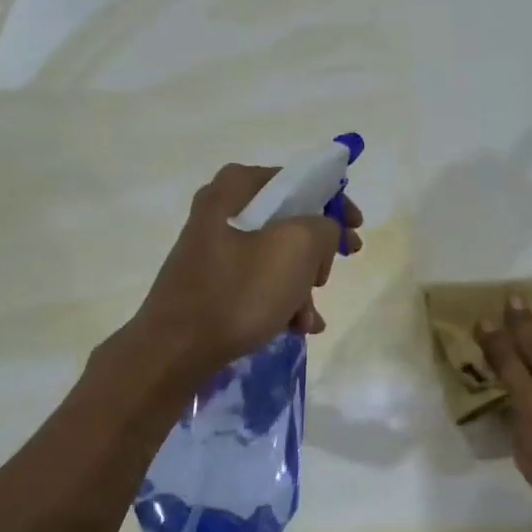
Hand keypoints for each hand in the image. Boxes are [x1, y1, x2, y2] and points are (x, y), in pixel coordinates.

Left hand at [133, 164, 363, 376]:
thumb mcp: (297, 247)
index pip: (299, 180)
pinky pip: (258, 281)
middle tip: (330, 274)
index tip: (356, 229)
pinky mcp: (211, 282)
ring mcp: (213, 248)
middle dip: (317, 253)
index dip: (334, 202)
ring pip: (276, 256)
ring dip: (302, 286)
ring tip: (308, 318)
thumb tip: (322, 233)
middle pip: (289, 220)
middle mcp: (221, 210)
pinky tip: (294, 327)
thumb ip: (324, 226)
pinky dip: (281, 300)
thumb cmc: (239, 291)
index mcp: (236, 188)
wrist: (175, 351)